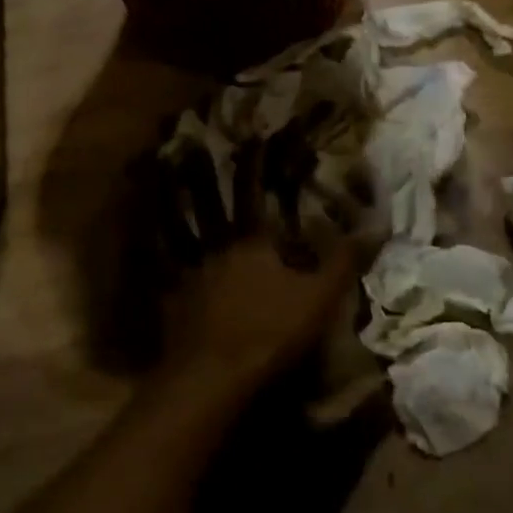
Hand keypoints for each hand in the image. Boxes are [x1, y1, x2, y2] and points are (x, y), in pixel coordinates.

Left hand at [155, 128, 375, 391]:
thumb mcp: (320, 298)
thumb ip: (345, 261)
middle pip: (206, 200)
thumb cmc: (271, 333)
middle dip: (199, 170)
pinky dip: (143, 243)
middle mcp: (215, 245)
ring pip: (174, 223)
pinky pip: (153, 263)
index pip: (254, 191)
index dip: (254, 163)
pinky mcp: (168, 296)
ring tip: (149, 170)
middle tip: (184, 141)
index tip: (251, 135)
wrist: (215, 377)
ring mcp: (188, 270)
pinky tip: (134, 230)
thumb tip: (377, 224)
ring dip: (163, 196)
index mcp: (252, 242)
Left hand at [164, 231, 366, 390]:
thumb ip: (343, 262)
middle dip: (263, 274)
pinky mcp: (173, 315)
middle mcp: (218, 256)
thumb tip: (372, 226)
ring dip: (234, 295)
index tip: (304, 276)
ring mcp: (191, 284)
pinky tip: (222, 339)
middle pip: (247, 259)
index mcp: (252, 246)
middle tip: (279, 302)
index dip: (294, 255)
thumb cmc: (271, 333)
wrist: (210, 380)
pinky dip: (210, 318)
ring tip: (250, 322)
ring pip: (221, 283)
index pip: (277, 237)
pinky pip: (197, 309)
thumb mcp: (320, 299)